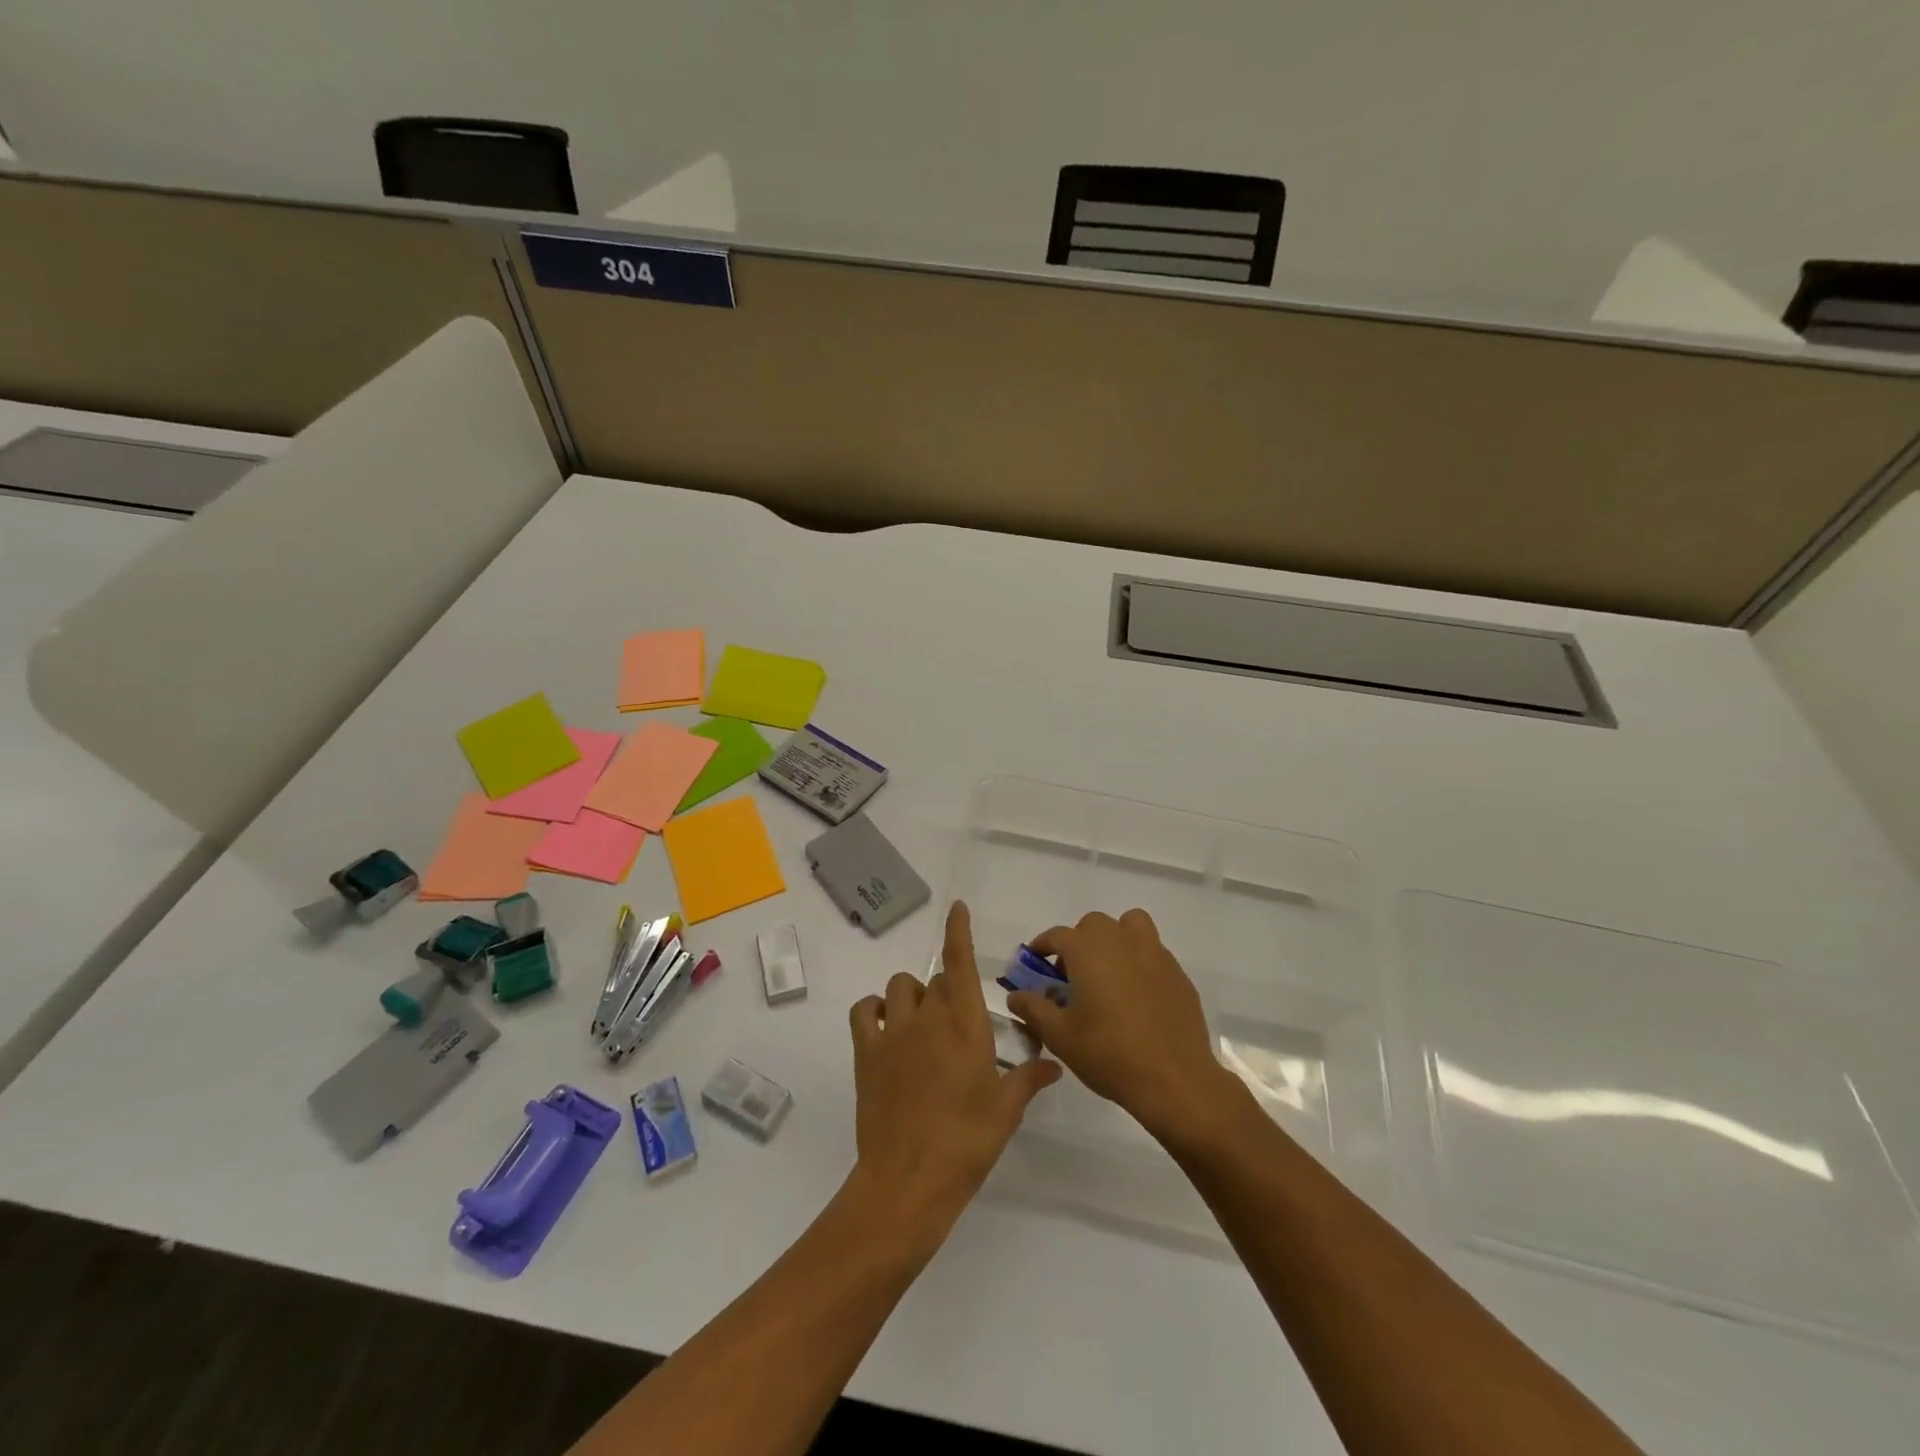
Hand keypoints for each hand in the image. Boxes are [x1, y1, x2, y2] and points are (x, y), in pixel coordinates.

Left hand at [846, 902, 1060, 1245]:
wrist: (908, 1181)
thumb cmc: (966, 1143)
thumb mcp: (1006, 1111)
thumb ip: (1030, 1079)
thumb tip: (1055, 1064)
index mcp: (965, 1024)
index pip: (960, 961)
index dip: (958, 930)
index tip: (957, 907)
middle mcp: (928, 1016)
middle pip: (936, 978)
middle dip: (949, 990)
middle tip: (958, 1025)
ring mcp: (893, 1031)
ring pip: (900, 987)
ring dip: (913, 996)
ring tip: (922, 1024)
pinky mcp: (865, 1051)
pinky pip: (864, 1010)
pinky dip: (873, 1009)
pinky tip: (885, 1027)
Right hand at [1006, 909, 1234, 1146]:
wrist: (1174, 1080)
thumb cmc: (1109, 1054)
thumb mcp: (1060, 1036)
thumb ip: (1033, 1009)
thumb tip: (1015, 995)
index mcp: (1089, 950)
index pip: (1058, 935)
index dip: (1043, 947)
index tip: (1035, 964)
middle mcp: (1121, 940)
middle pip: (1094, 925)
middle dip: (1079, 942)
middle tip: (1072, 976)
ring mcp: (1155, 954)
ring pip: (1131, 926)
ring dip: (1115, 939)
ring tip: (1109, 973)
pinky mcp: (1178, 974)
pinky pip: (1153, 953)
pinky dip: (1140, 962)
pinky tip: (1137, 997)